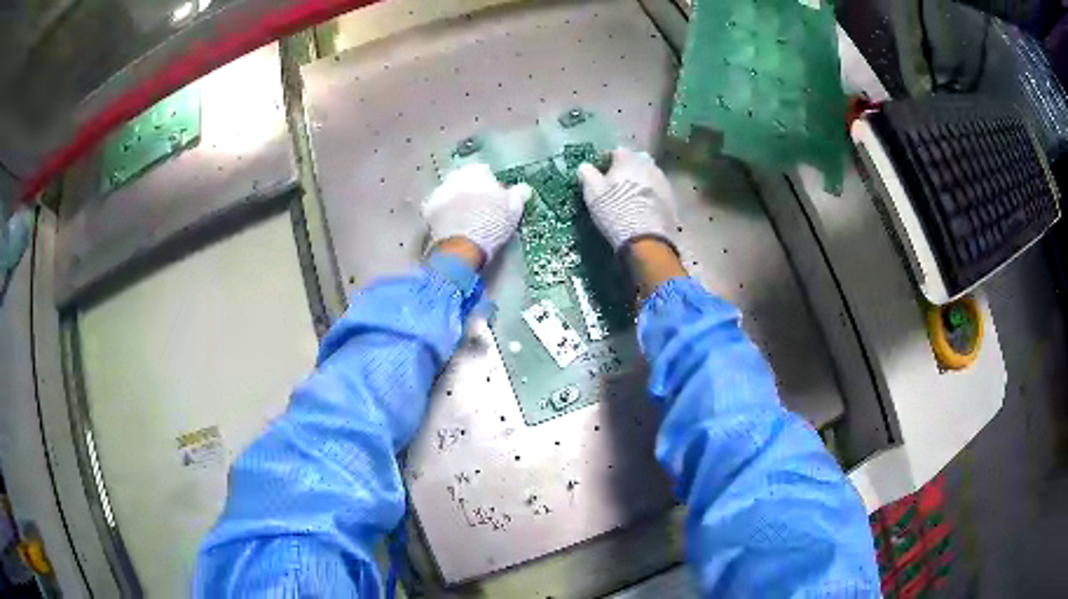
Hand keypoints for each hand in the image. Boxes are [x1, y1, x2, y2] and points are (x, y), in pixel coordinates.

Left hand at [423, 163, 532, 264]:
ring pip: (449, 192)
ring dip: (455, 200)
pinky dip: (442, 213)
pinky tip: (450, 224)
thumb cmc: (492, 225)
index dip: (490, 185)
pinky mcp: (428, 208)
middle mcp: (455, 176)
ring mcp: (439, 191)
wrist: (463, 247)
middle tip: (479, 209)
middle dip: (470, 190)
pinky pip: (437, 207)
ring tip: (464, 219)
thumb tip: (523, 188)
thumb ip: (518, 195)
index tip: (494, 199)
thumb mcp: (513, 210)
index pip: (484, 172)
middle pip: (464, 180)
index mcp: (476, 172)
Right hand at [576, 148, 678, 252]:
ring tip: (630, 196)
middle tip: (615, 184)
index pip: (615, 151)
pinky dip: (649, 194)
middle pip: (635, 161)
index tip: (599, 173)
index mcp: (629, 158)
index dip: (605, 162)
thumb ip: (587, 173)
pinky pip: (657, 190)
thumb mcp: (593, 192)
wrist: (646, 239)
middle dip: (626, 169)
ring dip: (639, 181)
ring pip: (648, 175)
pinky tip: (643, 207)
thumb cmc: (616, 210)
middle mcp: (649, 164)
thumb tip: (585, 166)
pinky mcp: (671, 198)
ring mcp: (663, 180)